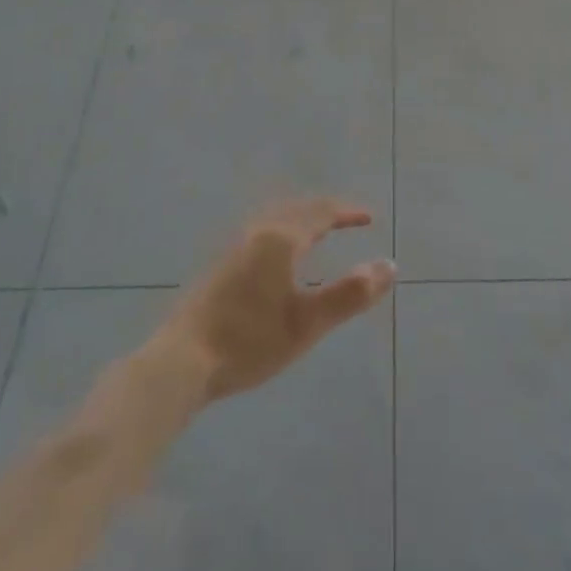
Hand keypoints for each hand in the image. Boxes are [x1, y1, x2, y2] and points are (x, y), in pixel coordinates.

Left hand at [162, 198, 395, 402]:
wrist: (180, 361)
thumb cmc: (249, 341)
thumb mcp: (308, 323)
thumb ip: (350, 294)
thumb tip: (390, 266)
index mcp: (281, 239)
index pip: (321, 213)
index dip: (347, 213)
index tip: (369, 218)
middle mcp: (258, 233)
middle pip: (297, 209)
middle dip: (325, 211)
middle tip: (346, 219)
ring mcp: (234, 248)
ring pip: (276, 220)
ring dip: (302, 219)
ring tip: (317, 232)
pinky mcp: (219, 267)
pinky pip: (262, 233)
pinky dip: (283, 232)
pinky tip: (278, 258)